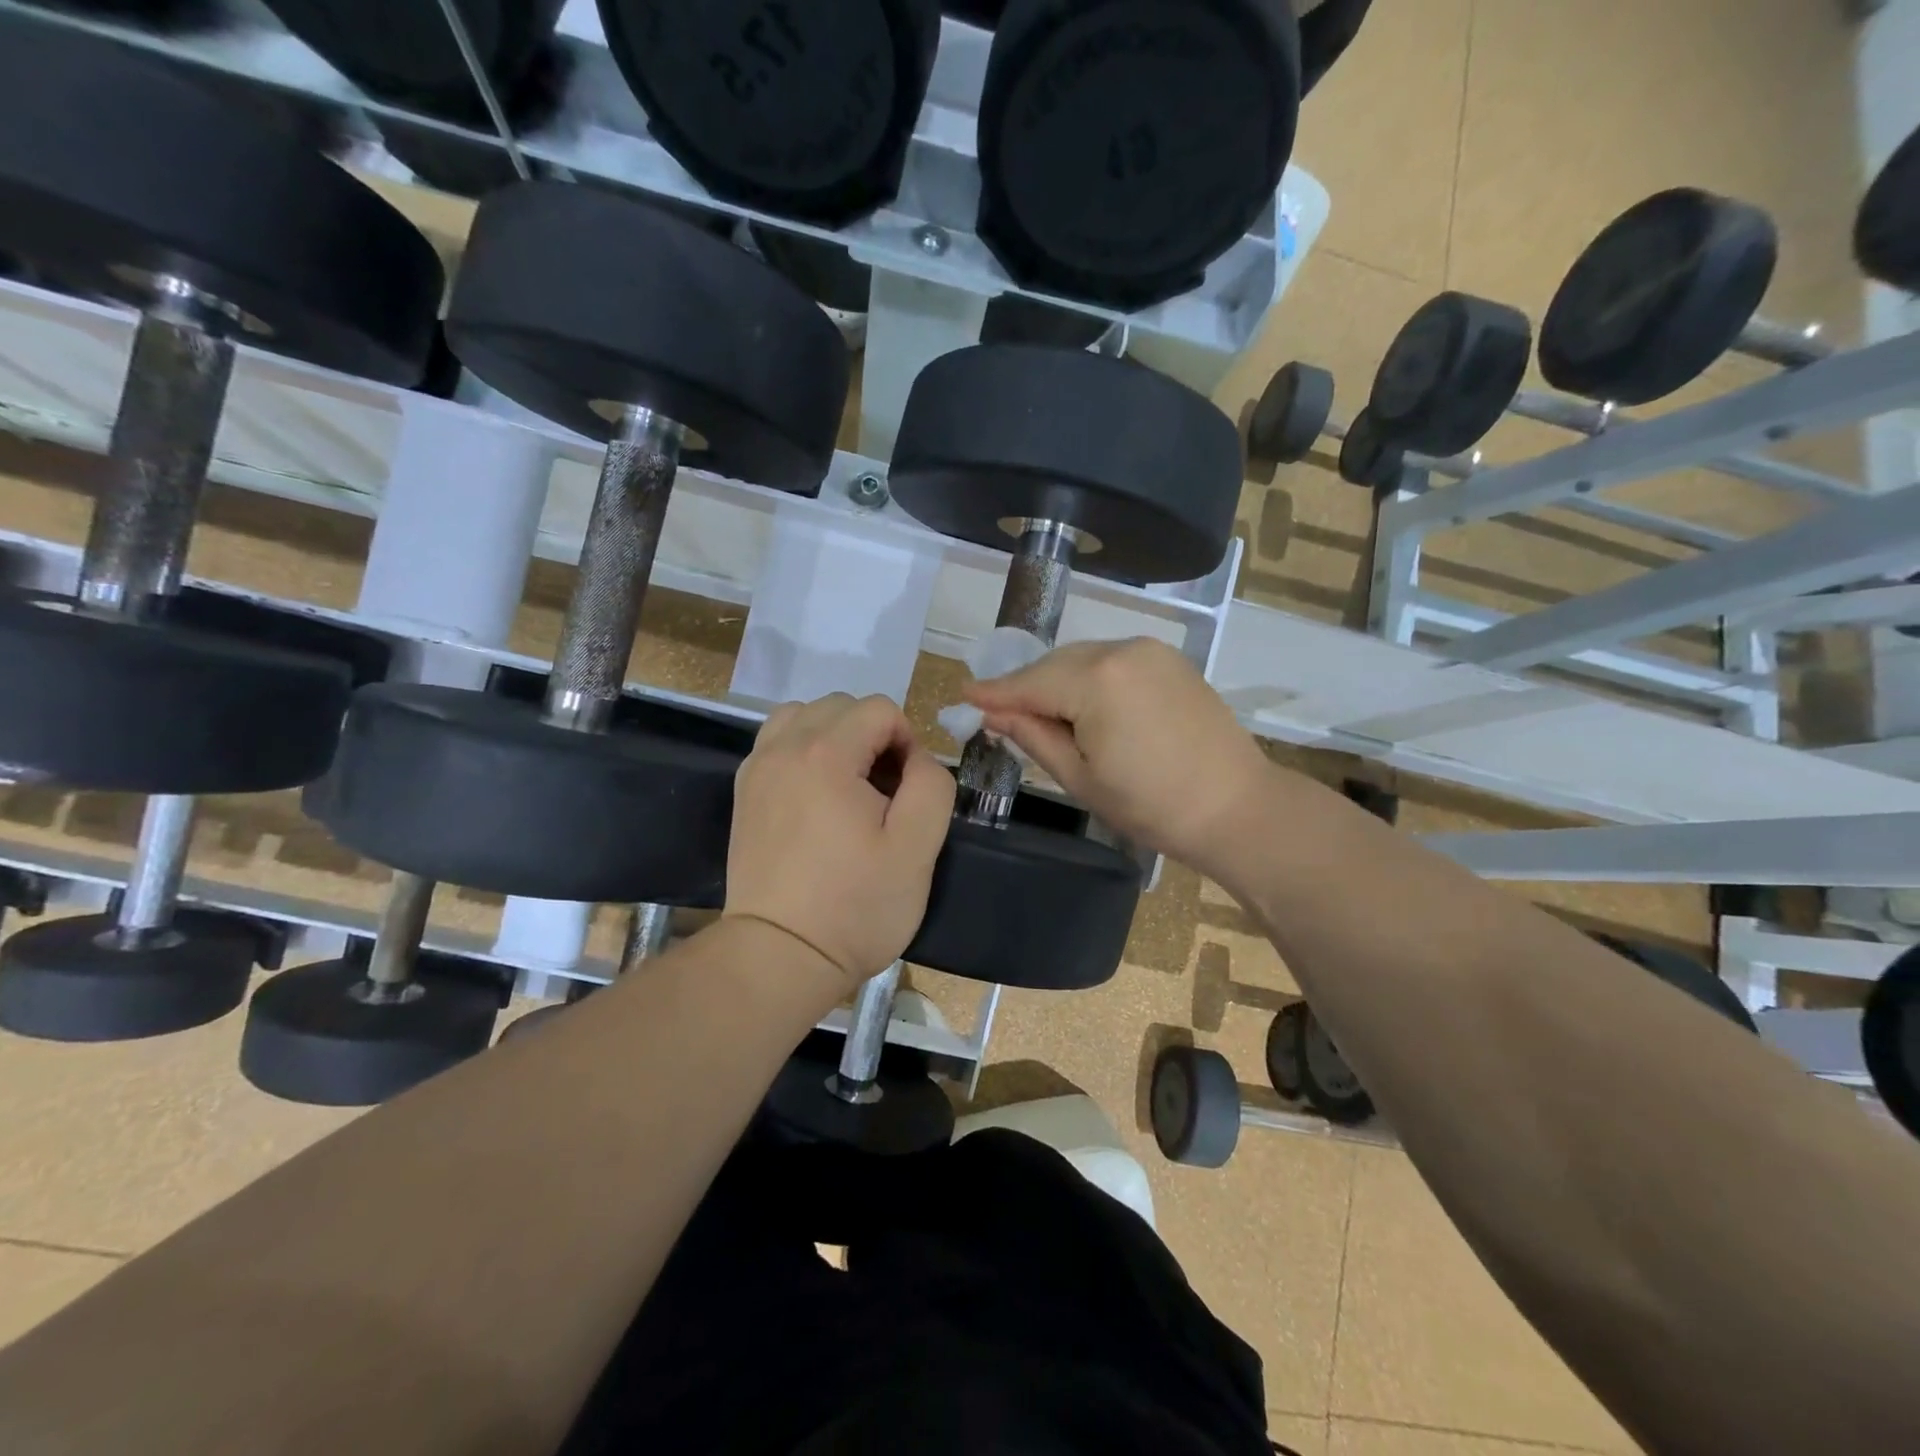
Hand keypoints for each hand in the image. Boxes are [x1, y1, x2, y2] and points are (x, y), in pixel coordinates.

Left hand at [727, 693, 954, 993]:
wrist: (779, 956)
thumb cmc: (855, 905)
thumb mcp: (918, 847)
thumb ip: (931, 784)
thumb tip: (915, 758)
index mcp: (826, 754)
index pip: (880, 709)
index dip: (907, 742)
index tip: (907, 791)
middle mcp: (783, 748)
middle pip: (841, 706)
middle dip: (872, 735)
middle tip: (883, 792)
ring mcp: (757, 768)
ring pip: (803, 716)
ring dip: (835, 736)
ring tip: (849, 784)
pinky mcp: (744, 792)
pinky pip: (778, 742)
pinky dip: (804, 750)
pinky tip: (817, 793)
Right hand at [964, 638, 1274, 878]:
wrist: (1235, 806)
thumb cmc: (1151, 805)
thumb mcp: (1081, 778)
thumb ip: (1033, 736)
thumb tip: (993, 714)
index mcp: (1096, 680)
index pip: (1030, 682)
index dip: (995, 691)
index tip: (963, 692)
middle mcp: (1121, 650)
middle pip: (1054, 664)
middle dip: (1025, 686)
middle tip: (997, 710)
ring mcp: (1149, 651)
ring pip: (1082, 659)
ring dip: (1056, 681)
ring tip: (1039, 712)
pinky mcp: (1169, 659)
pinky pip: (1111, 661)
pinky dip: (1088, 678)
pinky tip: (1081, 703)